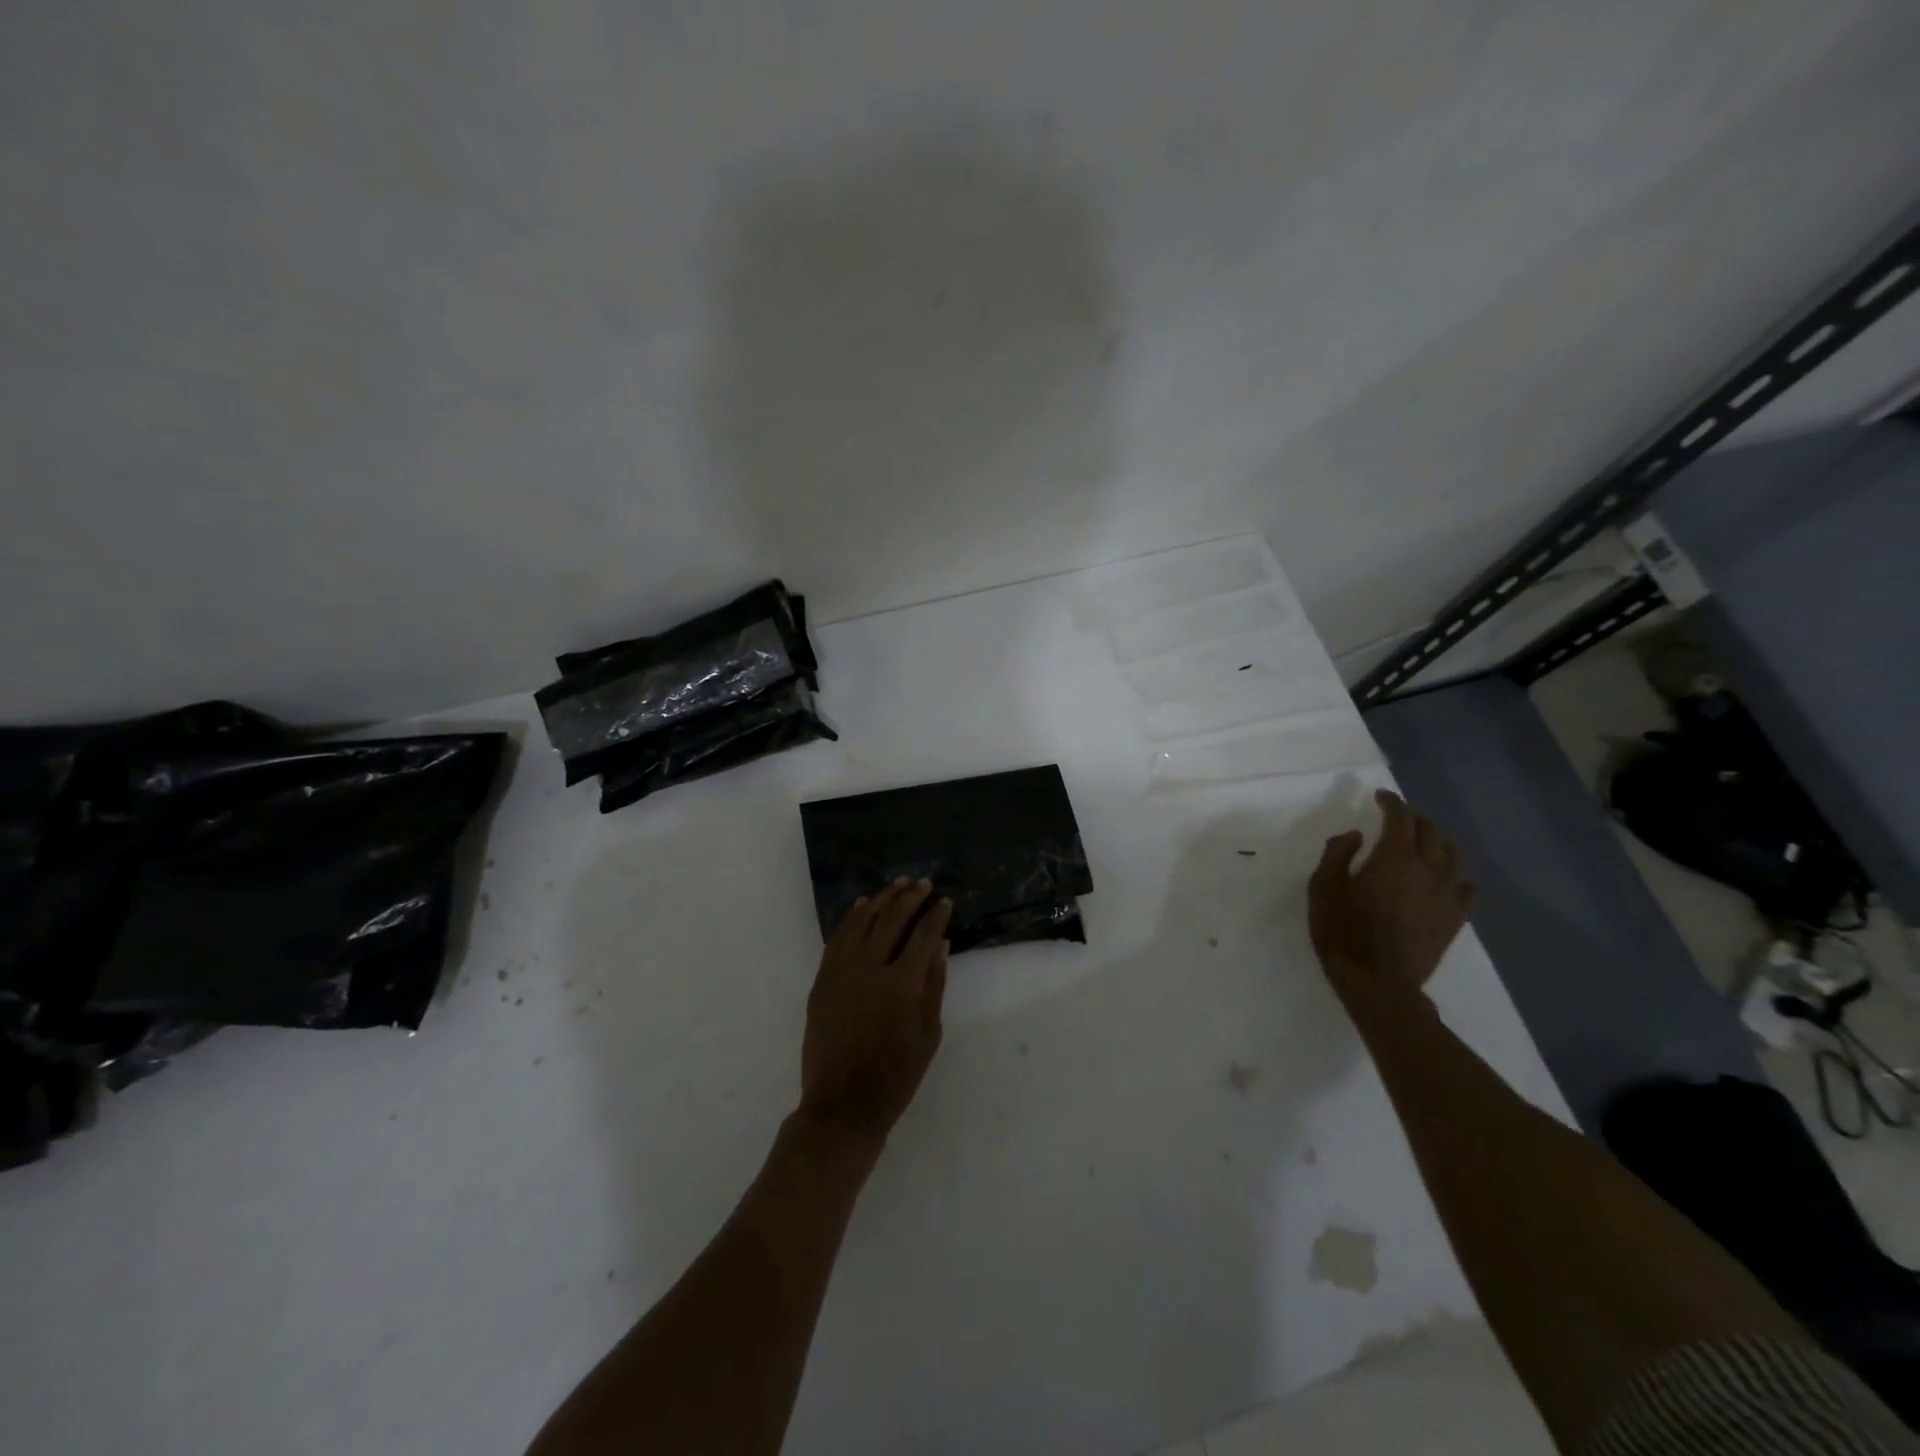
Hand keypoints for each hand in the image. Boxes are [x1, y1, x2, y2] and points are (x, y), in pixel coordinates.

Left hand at [798, 879, 950, 1146]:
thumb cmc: (896, 1075)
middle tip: (924, 883)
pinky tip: (863, 905)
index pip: (923, 935)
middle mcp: (870, 968)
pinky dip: (851, 917)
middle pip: (892, 919)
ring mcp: (841, 971)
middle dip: (911, 898)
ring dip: (882, 899)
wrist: (843, 1104)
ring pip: (862, 920)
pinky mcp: (823, 979)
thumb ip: (934, 984)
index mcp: (902, 984)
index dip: (936, 915)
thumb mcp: (928, 1033)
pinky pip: (837, 937)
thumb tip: (941, 943)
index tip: (945, 902)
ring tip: (897, 885)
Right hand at [1309, 790, 1474, 1008]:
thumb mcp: (1323, 887)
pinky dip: (1456, 876)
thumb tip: (1355, 835)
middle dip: (1415, 819)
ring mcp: (1447, 895)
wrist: (1378, 982)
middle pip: (1431, 832)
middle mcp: (1428, 869)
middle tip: (1398, 819)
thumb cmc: (1343, 931)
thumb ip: (1337, 854)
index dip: (1391, 802)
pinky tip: (1447, 880)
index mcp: (1394, 857)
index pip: (1399, 818)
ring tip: (1424, 843)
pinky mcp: (1455, 919)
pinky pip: (1466, 888)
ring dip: (1438, 842)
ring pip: (1453, 856)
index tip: (1380, 796)